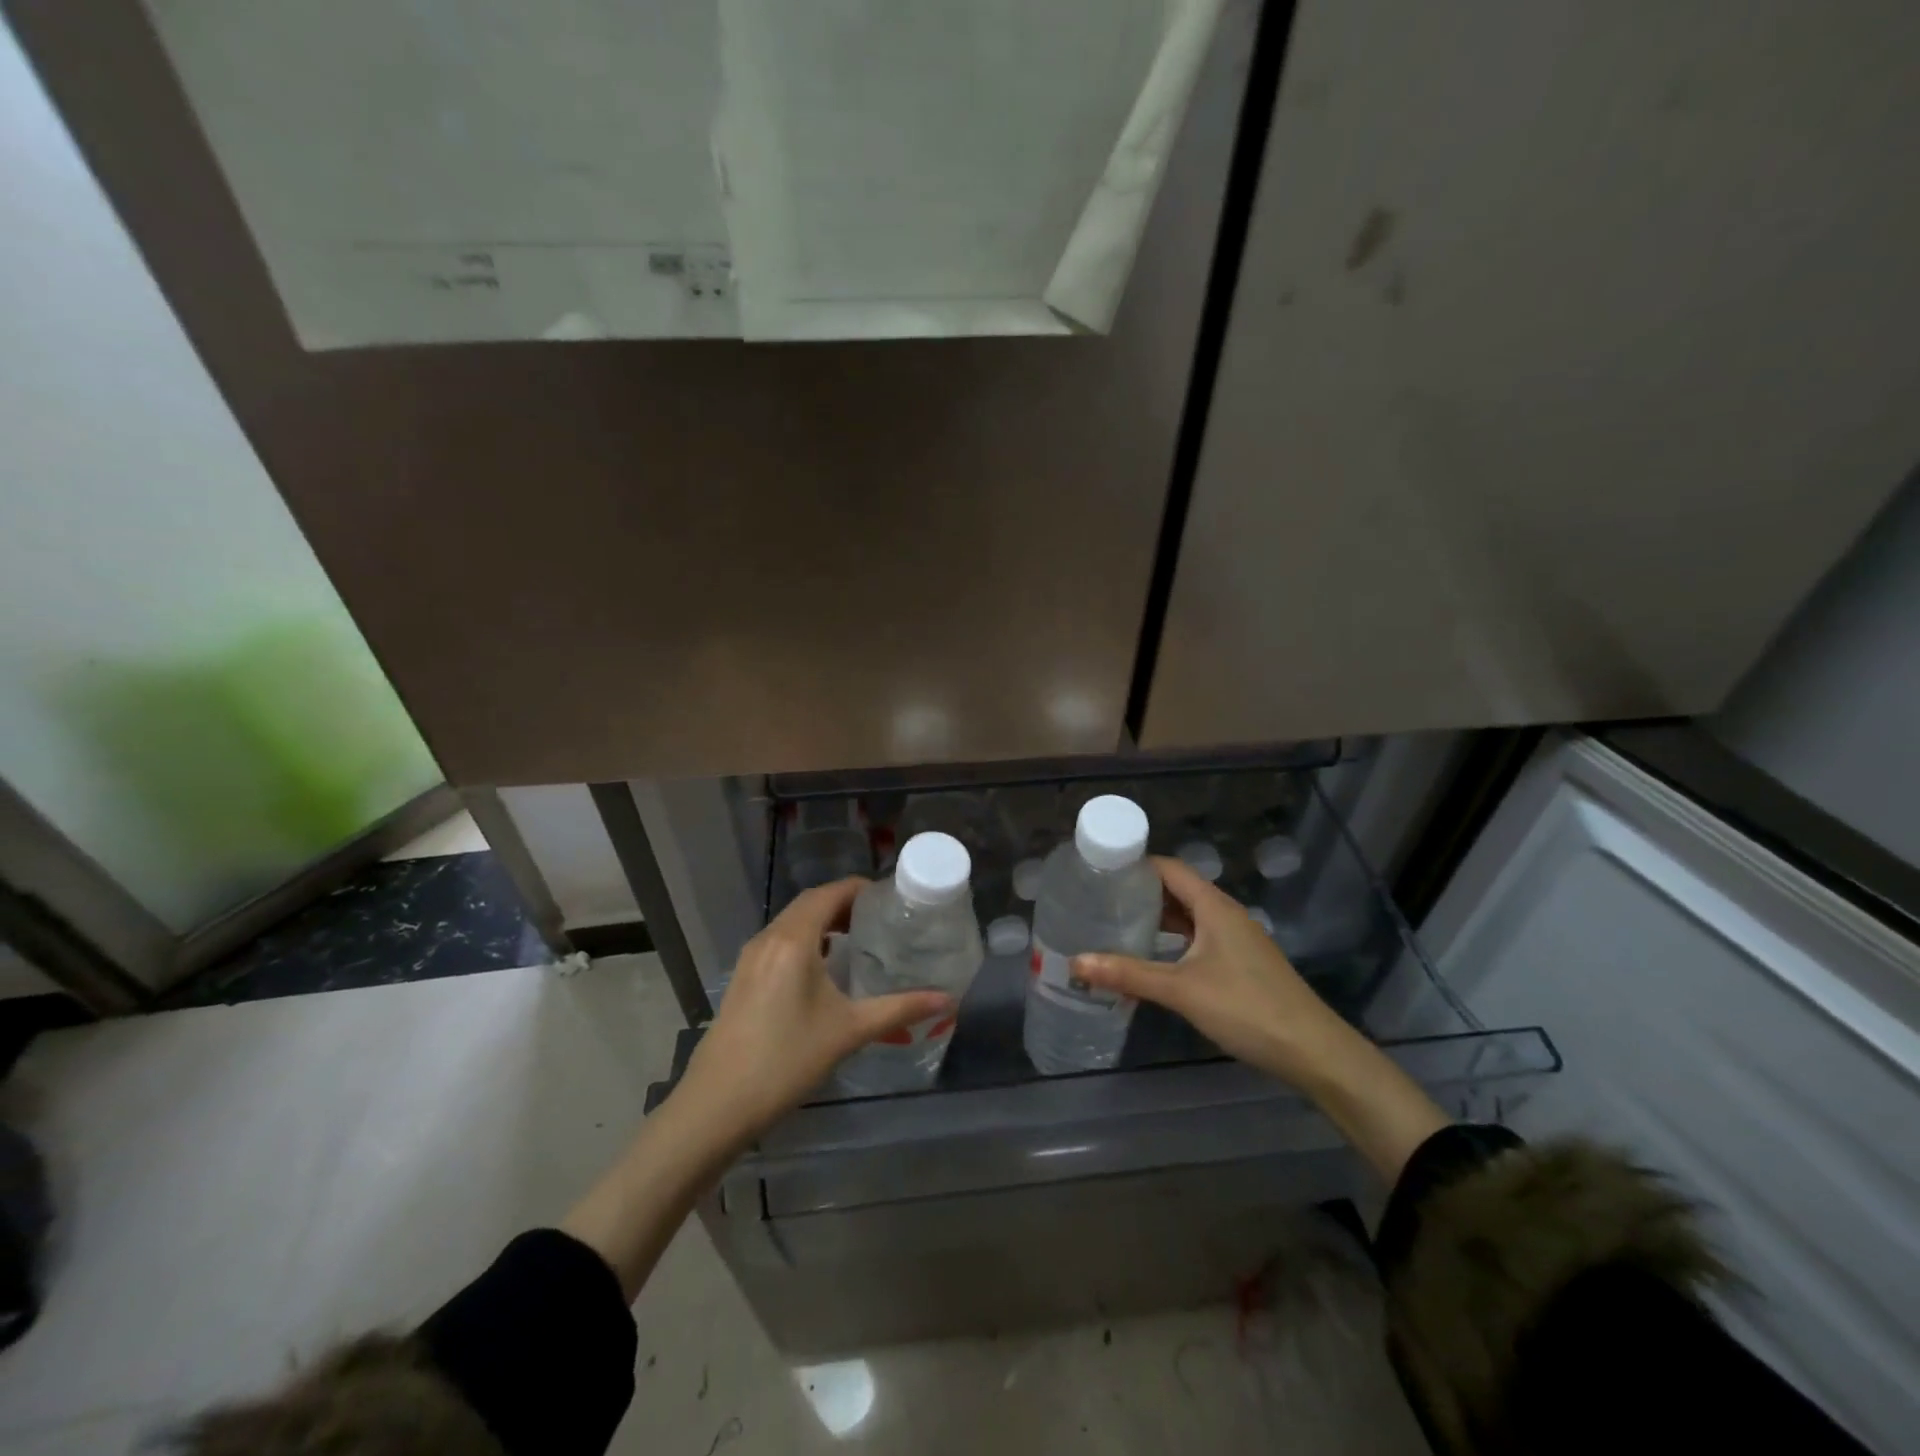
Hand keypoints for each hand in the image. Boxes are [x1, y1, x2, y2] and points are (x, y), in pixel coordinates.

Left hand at [673, 878, 951, 1143]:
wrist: (716, 1105)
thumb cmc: (787, 1061)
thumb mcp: (849, 1031)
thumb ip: (899, 1009)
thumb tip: (946, 999)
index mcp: (793, 940)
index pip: (829, 893)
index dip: (859, 888)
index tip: (889, 897)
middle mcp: (768, 939)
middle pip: (809, 903)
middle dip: (844, 903)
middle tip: (879, 918)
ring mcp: (750, 958)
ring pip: (791, 923)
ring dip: (822, 921)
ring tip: (856, 939)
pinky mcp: (742, 978)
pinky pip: (778, 942)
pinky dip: (805, 940)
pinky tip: (822, 969)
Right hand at [1072, 856, 1358, 1090]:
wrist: (1312, 1050)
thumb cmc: (1246, 1008)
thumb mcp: (1181, 990)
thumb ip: (1128, 974)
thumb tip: (1076, 962)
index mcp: (1214, 907)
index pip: (1170, 868)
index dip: (1136, 865)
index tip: (1100, 871)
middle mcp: (1226, 915)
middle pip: (1178, 889)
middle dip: (1141, 892)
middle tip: (1100, 899)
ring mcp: (1236, 939)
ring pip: (1189, 916)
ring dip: (1158, 917)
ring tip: (1117, 924)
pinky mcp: (1241, 963)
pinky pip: (1199, 938)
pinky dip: (1174, 940)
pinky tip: (1153, 957)